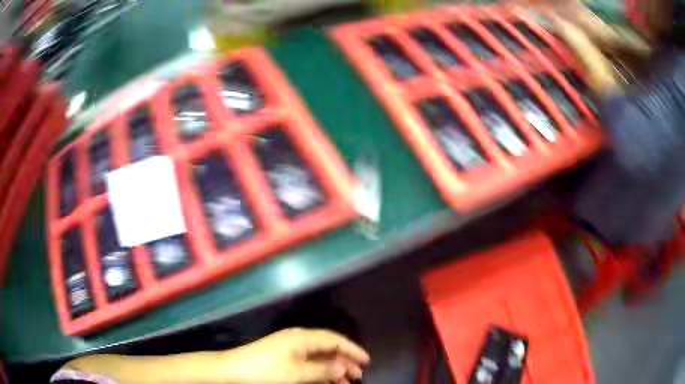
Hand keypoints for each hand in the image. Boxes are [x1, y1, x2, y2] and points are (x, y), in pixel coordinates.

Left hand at [221, 328, 370, 383]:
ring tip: (345, 382)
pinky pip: (308, 362)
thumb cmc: (266, 371)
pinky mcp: (283, 358)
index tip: (367, 361)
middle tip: (358, 376)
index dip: (352, 349)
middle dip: (345, 361)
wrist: (232, 371)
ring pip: (319, 357)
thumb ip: (323, 369)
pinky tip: (326, 380)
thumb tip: (343, 367)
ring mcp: (289, 349)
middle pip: (328, 348)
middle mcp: (298, 340)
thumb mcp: (297, 373)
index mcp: (302, 338)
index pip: (334, 339)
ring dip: (333, 368)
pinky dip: (320, 371)